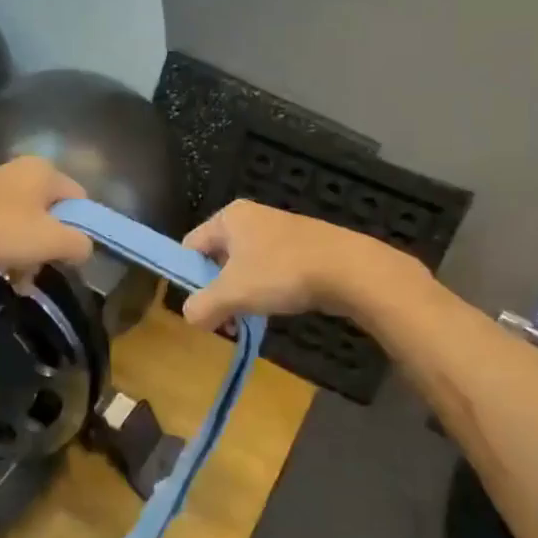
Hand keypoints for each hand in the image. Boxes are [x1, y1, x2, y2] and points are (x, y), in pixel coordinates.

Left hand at [0, 156, 93, 280]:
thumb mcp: (51, 241)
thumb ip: (80, 244)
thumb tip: (83, 248)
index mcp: (44, 170)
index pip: (80, 200)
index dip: (82, 230)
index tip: (70, 257)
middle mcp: (21, 171)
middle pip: (52, 213)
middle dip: (51, 245)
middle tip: (41, 269)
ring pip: (26, 224)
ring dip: (27, 253)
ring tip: (18, 278)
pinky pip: (2, 228)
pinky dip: (5, 249)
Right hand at [180, 199, 410, 328]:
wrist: (348, 269)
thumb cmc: (281, 272)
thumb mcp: (233, 293)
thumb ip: (203, 306)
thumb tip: (190, 316)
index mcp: (229, 218)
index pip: (191, 246)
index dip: (188, 277)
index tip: (197, 306)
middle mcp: (251, 218)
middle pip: (217, 258)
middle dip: (217, 291)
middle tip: (222, 319)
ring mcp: (279, 231)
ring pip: (245, 267)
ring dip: (241, 295)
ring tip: (247, 320)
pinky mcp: (301, 247)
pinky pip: (270, 270)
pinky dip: (266, 290)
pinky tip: (274, 309)